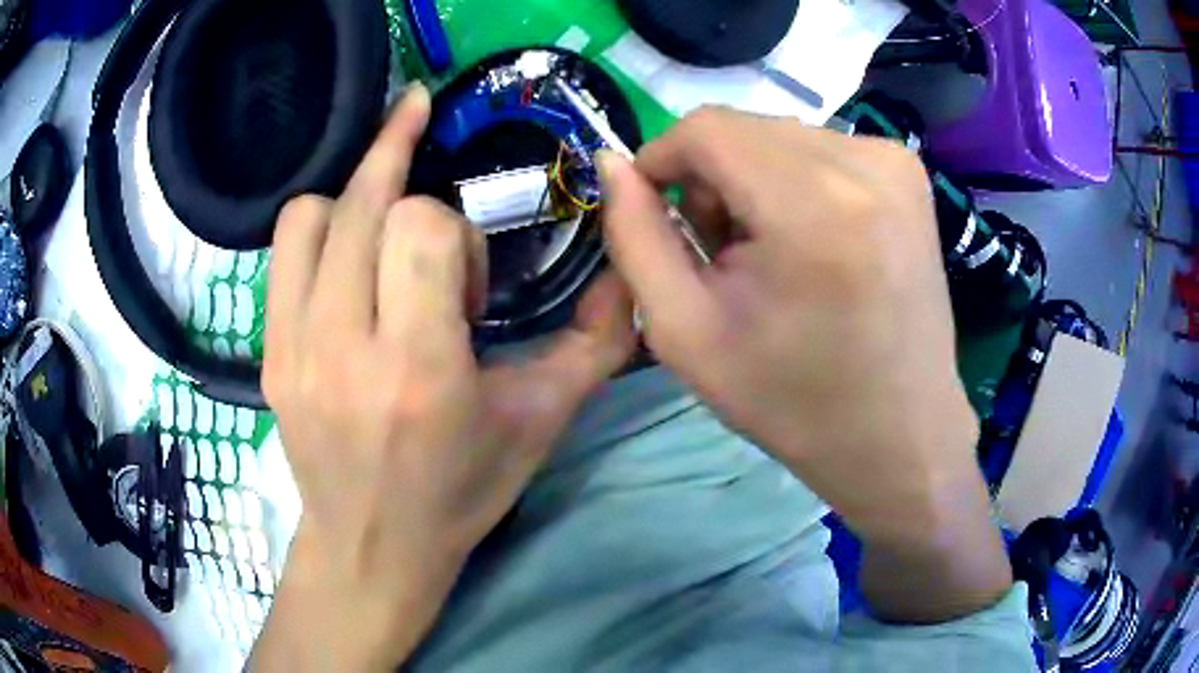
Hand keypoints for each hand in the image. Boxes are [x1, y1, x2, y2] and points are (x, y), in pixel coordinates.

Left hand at [251, 84, 636, 670]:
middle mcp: (344, 351)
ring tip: (380, 218)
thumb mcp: (541, 423)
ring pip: (312, 214)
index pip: (422, 229)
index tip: (462, 286)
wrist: (372, 546)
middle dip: (399, 162)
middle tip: (418, 126)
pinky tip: (344, 249)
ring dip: (353, 198)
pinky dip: (318, 230)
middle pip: (364, 206)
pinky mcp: (269, 355)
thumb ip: (596, 343)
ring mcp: (293, 350)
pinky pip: (282, 250)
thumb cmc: (460, 490)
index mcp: (420, 371)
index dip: (453, 233)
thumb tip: (626, 272)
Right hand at [599, 107, 1010, 622]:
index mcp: (813, 207)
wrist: (900, 433)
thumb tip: (612, 163)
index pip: (706, 128)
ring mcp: (896, 162)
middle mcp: (864, 163)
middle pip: (744, 128)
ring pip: (780, 136)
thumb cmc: (794, 403)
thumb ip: (635, 237)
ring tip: (769, 254)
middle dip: (711, 178)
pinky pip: (821, 150)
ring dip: (753, 180)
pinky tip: (810, 242)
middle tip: (721, 254)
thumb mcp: (686, 333)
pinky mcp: (909, 173)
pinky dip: (795, 183)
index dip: (662, 158)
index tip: (655, 210)